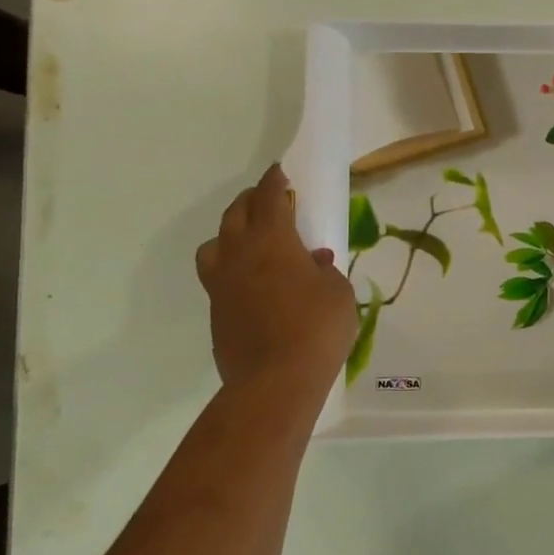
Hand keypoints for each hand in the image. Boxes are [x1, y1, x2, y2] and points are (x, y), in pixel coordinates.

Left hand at [196, 164, 357, 389]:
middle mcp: (239, 254)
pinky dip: (232, 269)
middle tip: (268, 200)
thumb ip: (325, 272)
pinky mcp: (216, 312)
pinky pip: (218, 277)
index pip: (269, 197)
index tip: (280, 172)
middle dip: (251, 200)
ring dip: (231, 233)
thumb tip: (314, 263)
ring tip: (250, 242)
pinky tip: (252, 283)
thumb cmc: (316, 328)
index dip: (275, 181)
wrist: (275, 382)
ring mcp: (221, 284)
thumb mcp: (338, 293)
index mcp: (271, 240)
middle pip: (236, 213)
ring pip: (215, 244)